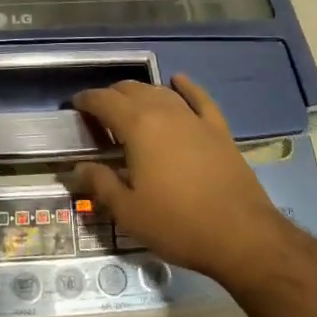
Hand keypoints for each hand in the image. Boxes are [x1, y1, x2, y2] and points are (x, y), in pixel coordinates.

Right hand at [72, 75, 295, 281]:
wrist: (242, 236)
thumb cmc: (177, 224)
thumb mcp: (128, 211)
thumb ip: (99, 184)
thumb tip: (76, 168)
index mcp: (138, 127)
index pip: (104, 101)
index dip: (86, 101)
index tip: (74, 107)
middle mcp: (164, 112)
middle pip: (131, 90)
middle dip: (110, 96)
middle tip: (98, 115)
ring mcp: (194, 118)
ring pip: (161, 91)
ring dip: (140, 92)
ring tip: (129, 105)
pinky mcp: (218, 129)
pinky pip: (199, 98)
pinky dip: (186, 86)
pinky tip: (178, 80)